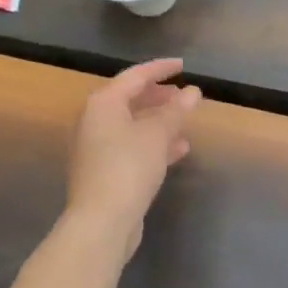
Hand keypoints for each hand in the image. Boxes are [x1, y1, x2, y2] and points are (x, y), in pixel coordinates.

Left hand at [66, 58, 201, 256]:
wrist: (101, 221)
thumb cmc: (128, 167)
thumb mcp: (157, 135)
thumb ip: (176, 111)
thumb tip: (193, 92)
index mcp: (103, 104)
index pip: (135, 76)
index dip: (160, 69)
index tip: (183, 66)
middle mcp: (95, 121)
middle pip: (130, 100)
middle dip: (159, 96)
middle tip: (184, 95)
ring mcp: (97, 148)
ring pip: (133, 125)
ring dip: (159, 121)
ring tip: (186, 121)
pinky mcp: (105, 171)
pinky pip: (133, 147)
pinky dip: (154, 144)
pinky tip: (179, 149)